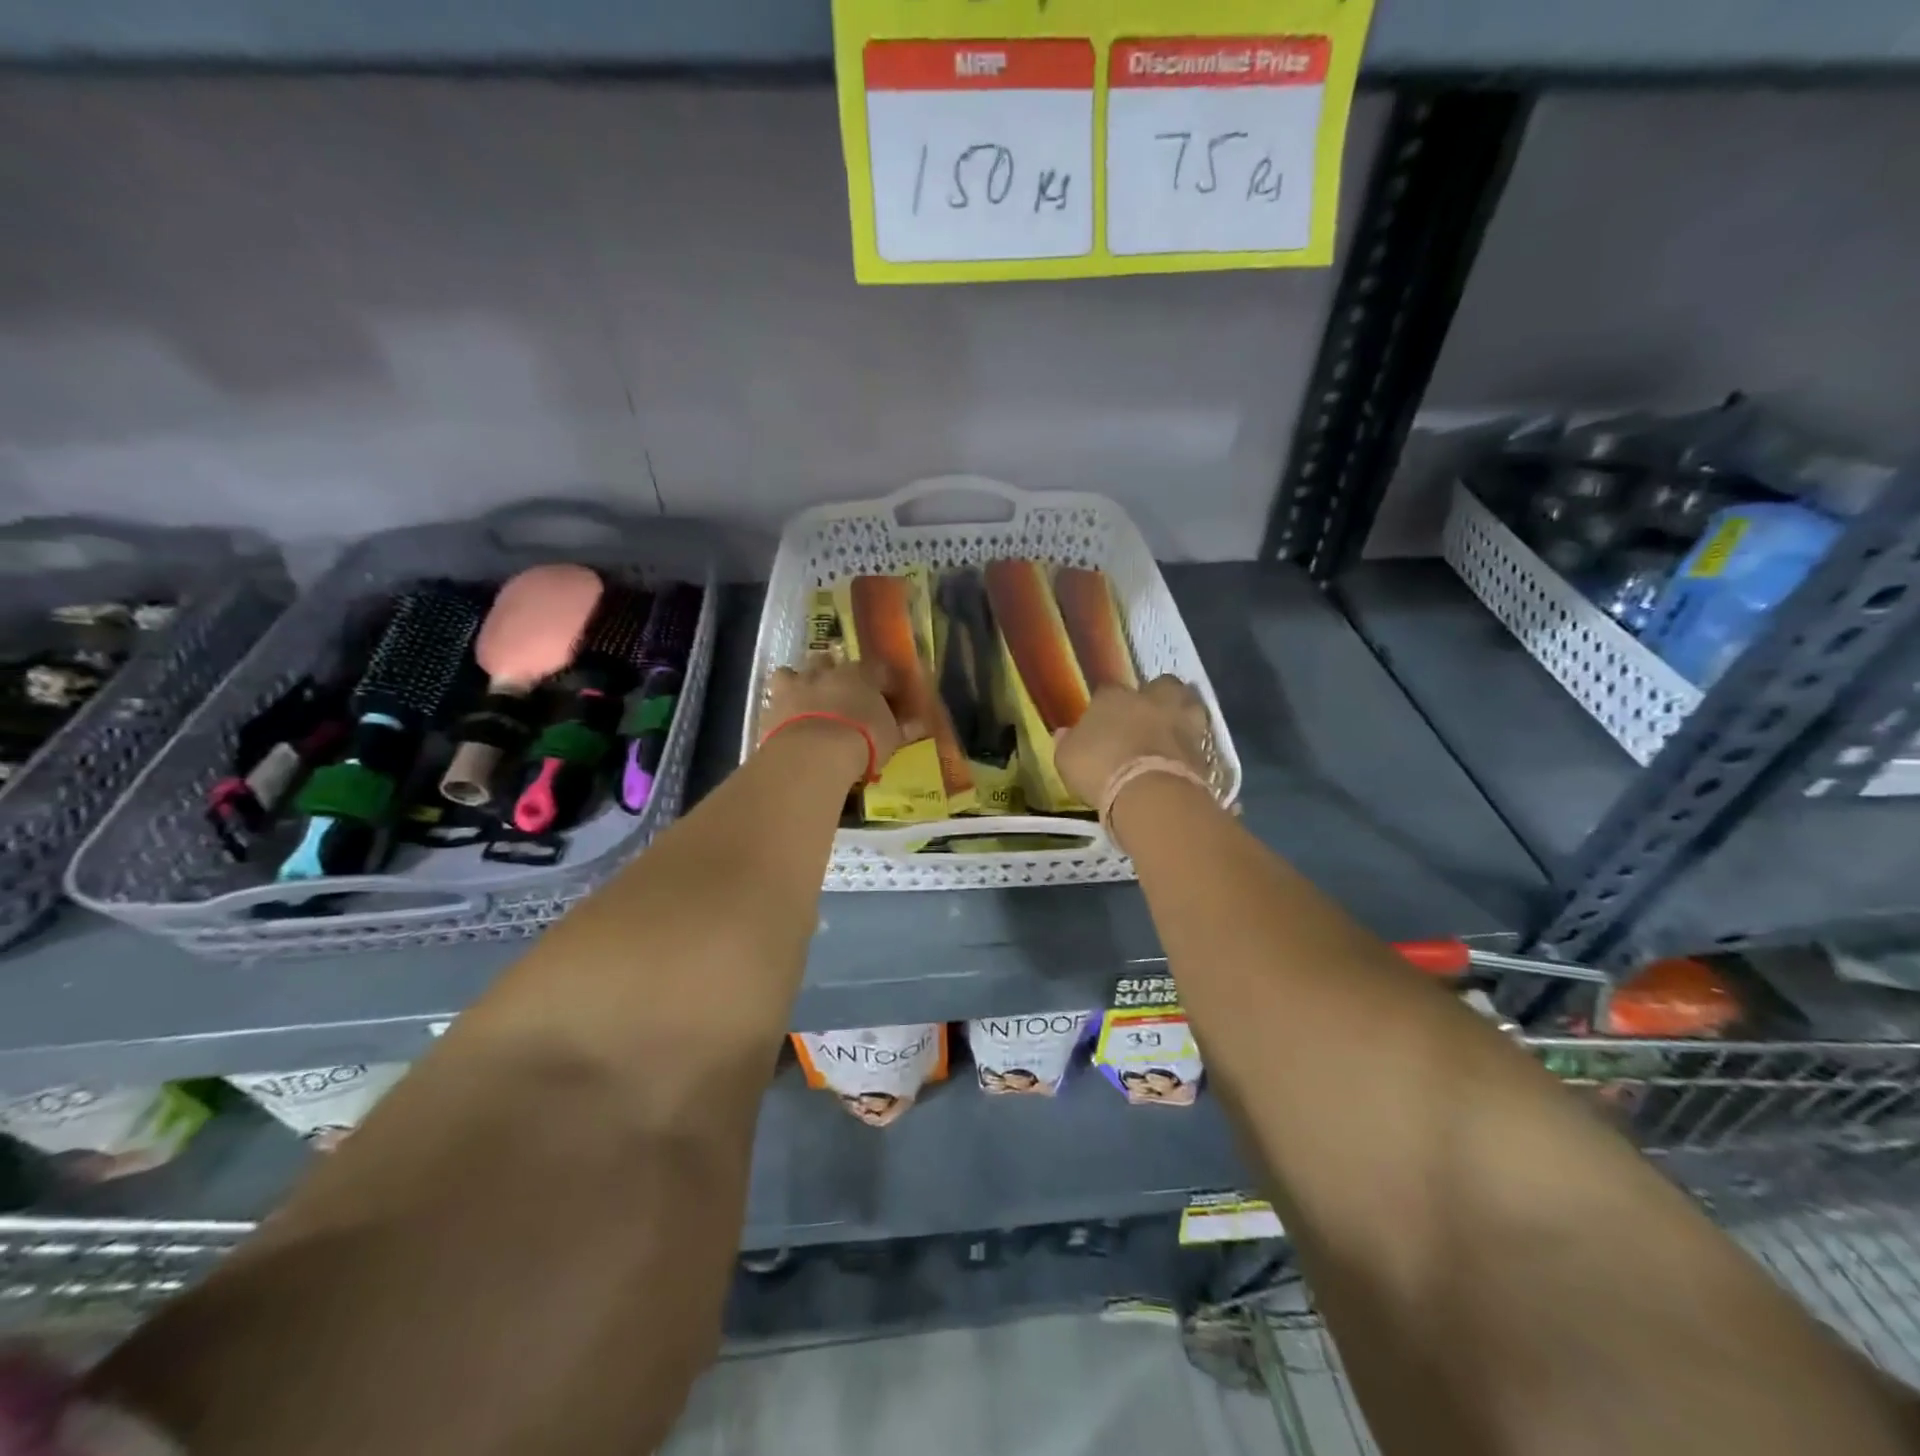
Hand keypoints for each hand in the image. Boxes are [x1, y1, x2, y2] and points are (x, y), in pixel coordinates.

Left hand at [760, 659, 904, 785]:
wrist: (815, 752)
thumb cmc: (863, 741)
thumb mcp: (890, 738)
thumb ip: (902, 728)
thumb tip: (918, 724)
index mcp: (862, 675)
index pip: (877, 671)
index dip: (881, 683)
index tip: (886, 696)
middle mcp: (829, 671)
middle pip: (830, 661)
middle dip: (834, 672)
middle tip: (840, 693)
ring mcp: (798, 683)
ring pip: (795, 670)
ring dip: (800, 680)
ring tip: (805, 698)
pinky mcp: (772, 701)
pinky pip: (774, 693)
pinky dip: (779, 701)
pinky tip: (783, 715)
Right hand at [1053, 675, 1211, 807]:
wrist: (1149, 793)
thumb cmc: (1100, 770)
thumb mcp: (1067, 759)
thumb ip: (1067, 743)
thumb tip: (1064, 733)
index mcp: (1113, 697)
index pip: (1108, 691)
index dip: (1107, 705)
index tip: (1104, 722)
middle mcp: (1151, 699)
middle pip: (1160, 685)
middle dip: (1156, 696)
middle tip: (1148, 716)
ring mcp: (1182, 719)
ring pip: (1188, 703)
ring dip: (1182, 712)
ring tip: (1174, 730)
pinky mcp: (1203, 746)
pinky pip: (1198, 737)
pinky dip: (1193, 744)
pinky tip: (1184, 755)